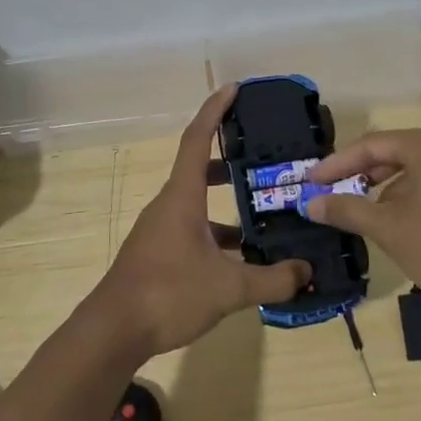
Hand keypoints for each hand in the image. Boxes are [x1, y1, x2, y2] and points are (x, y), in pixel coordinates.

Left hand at [92, 87, 311, 356]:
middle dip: (230, 158)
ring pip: (197, 202)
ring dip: (226, 200)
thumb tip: (307, 272)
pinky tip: (241, 256)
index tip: (234, 89)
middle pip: (199, 167)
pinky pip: (192, 228)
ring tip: (263, 208)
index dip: (216, 110)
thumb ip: (272, 279)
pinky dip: (217, 231)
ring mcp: (160, 230)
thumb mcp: (228, 288)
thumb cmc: (168, 294)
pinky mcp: (157, 253)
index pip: (198, 138)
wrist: (113, 331)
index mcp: (182, 197)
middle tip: (263, 157)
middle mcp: (169, 205)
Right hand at [306, 128, 420, 314]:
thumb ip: (347, 209)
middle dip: (361, 174)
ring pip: (417, 168)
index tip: (311, 182)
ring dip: (386, 187)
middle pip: (395, 152)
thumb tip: (310, 204)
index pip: (372, 145)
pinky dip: (412, 194)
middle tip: (332, 192)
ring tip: (363, 210)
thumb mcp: (387, 228)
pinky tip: (400, 220)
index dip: (337, 164)